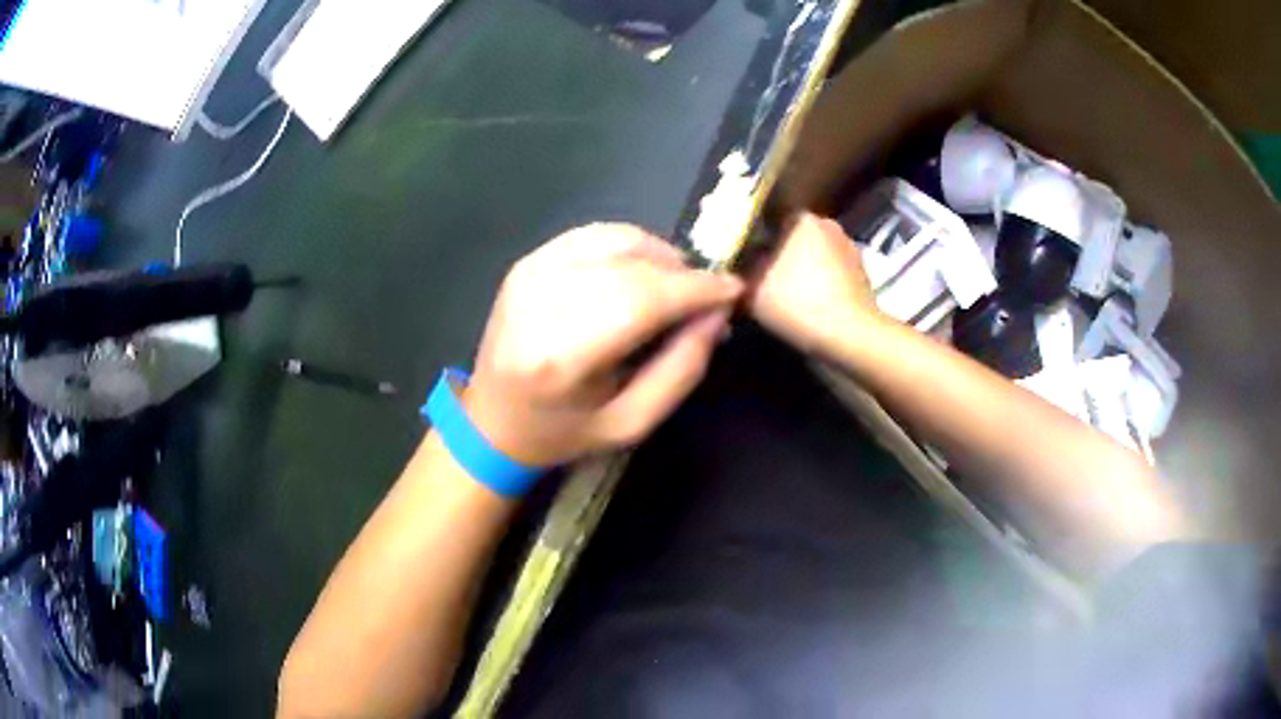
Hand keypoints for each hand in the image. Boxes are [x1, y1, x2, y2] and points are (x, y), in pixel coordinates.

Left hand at [462, 224, 743, 468]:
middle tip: (708, 296)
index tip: (734, 290)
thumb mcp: (631, 424)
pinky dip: (628, 245)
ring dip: (659, 255)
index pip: (643, 299)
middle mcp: (541, 301)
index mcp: (563, 355)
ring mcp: (529, 274)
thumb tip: (717, 315)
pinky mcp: (526, 263)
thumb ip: (681, 370)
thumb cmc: (562, 433)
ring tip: (676, 286)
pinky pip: (592, 235)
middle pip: (633, 265)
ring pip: (615, 240)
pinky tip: (641, 272)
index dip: (696, 289)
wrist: (492, 421)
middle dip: (682, 274)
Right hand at [749, 212, 884, 353]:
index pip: (770, 221)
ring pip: (815, 257)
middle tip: (762, 279)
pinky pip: (832, 275)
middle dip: (780, 255)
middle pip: (794, 238)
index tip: (744, 262)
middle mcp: (829, 225)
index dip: (755, 241)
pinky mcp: (863, 275)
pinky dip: (821, 286)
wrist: (851, 336)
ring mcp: (850, 249)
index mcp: (803, 219)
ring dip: (802, 271)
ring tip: (786, 296)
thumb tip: (735, 270)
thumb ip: (739, 274)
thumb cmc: (799, 303)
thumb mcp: (752, 289)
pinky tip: (809, 306)